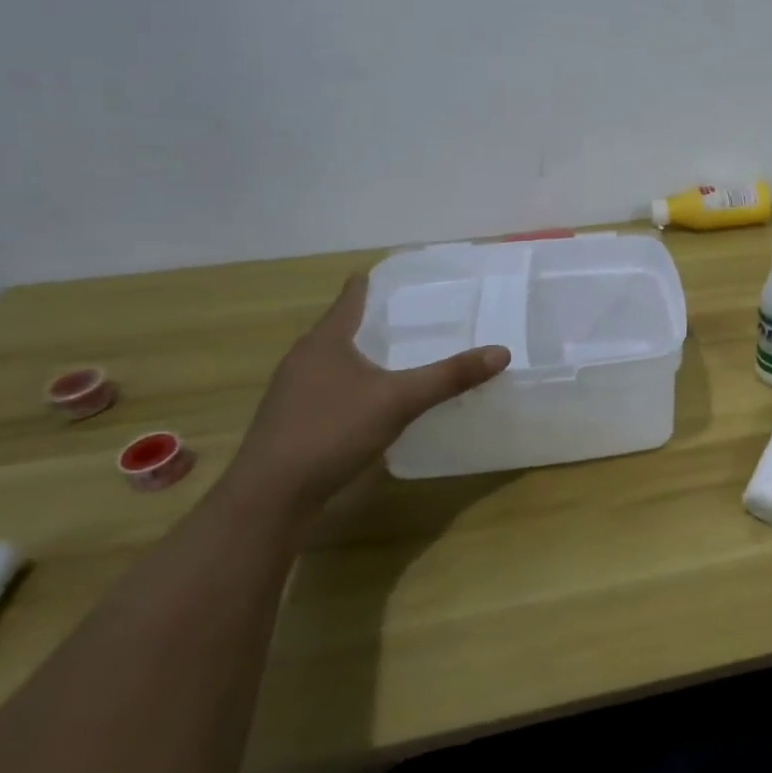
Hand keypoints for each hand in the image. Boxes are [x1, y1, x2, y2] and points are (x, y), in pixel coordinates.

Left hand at [225, 274, 509, 518]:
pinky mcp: (292, 421)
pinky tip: (375, 400)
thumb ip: (449, 376)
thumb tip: (501, 352)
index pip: (351, 296)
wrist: (270, 497)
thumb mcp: (399, 401)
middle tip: (418, 315)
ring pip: (335, 360)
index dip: (375, 282)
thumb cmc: (331, 432)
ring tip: (401, 355)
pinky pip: (330, 389)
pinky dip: (354, 384)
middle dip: (376, 319)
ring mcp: (293, 391)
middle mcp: (304, 358)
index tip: (405, 275)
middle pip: (343, 326)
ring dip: (364, 354)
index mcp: (325, 340)